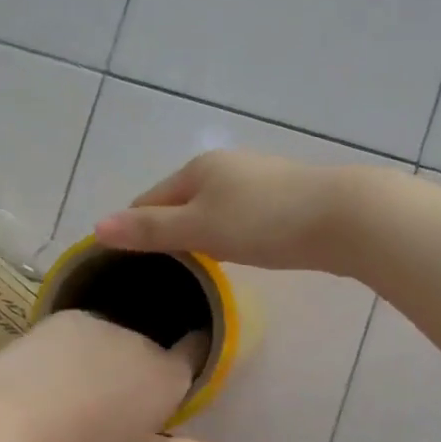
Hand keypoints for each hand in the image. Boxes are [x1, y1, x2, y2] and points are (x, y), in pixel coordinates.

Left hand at [0, 310, 224, 441]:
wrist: (4, 430)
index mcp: (167, 378)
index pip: (195, 351)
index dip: (191, 356)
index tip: (178, 374)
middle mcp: (141, 342)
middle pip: (149, 351)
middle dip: (138, 372)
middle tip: (111, 409)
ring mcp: (100, 324)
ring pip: (112, 341)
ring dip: (104, 360)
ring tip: (72, 397)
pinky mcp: (63, 318)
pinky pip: (80, 333)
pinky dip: (72, 350)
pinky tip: (47, 378)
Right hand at [92, 150, 381, 272]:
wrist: (342, 217)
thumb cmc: (264, 222)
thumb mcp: (200, 228)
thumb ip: (151, 230)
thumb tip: (98, 227)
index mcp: (198, 168)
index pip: (149, 200)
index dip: (136, 230)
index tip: (130, 266)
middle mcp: (226, 167)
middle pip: (182, 203)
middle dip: (170, 233)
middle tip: (164, 274)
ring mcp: (257, 181)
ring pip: (214, 211)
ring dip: (203, 236)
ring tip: (199, 269)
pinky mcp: (284, 199)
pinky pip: (242, 218)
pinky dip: (232, 236)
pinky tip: (240, 256)